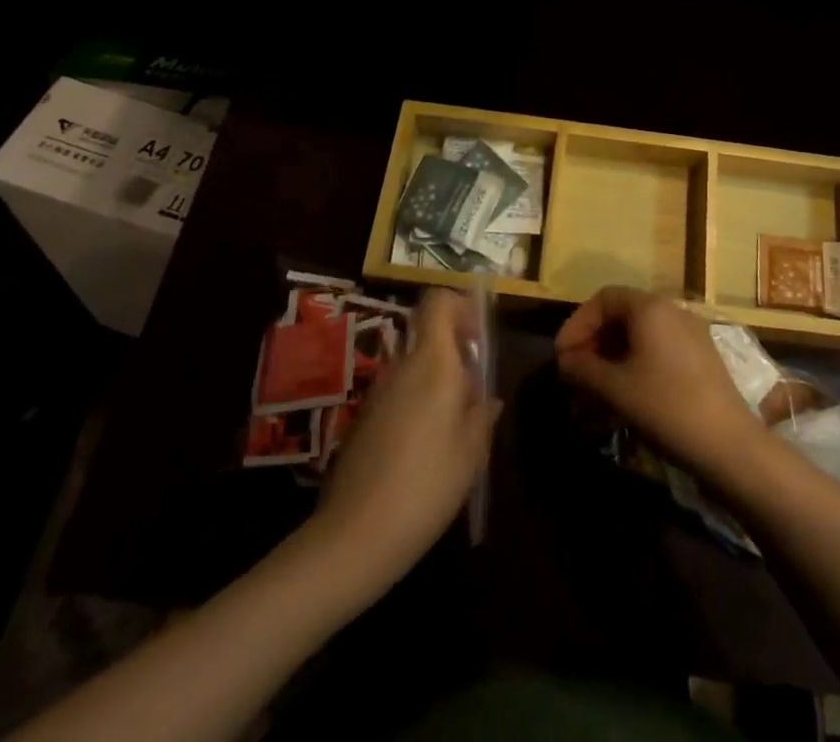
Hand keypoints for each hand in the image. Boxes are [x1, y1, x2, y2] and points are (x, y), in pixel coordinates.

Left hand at [312, 289, 499, 585]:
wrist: (354, 537)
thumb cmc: (426, 486)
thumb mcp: (472, 452)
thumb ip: (481, 413)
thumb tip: (485, 396)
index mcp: (432, 363)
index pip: (437, 302)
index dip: (460, 305)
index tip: (479, 335)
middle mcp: (402, 366)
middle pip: (429, 337)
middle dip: (456, 355)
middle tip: (475, 395)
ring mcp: (379, 392)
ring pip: (415, 368)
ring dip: (438, 384)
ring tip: (455, 430)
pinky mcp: (364, 419)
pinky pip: (399, 394)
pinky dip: (418, 406)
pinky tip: (426, 452)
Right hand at [554, 286, 763, 480]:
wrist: (729, 444)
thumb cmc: (665, 406)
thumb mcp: (616, 389)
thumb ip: (584, 369)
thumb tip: (565, 361)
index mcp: (650, 307)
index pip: (603, 299)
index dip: (578, 324)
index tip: (562, 356)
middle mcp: (671, 310)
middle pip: (622, 315)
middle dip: (594, 343)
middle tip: (576, 374)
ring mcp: (690, 333)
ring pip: (640, 335)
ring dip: (613, 358)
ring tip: (596, 391)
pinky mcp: (701, 357)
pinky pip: (658, 350)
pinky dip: (635, 365)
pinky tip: (625, 396)